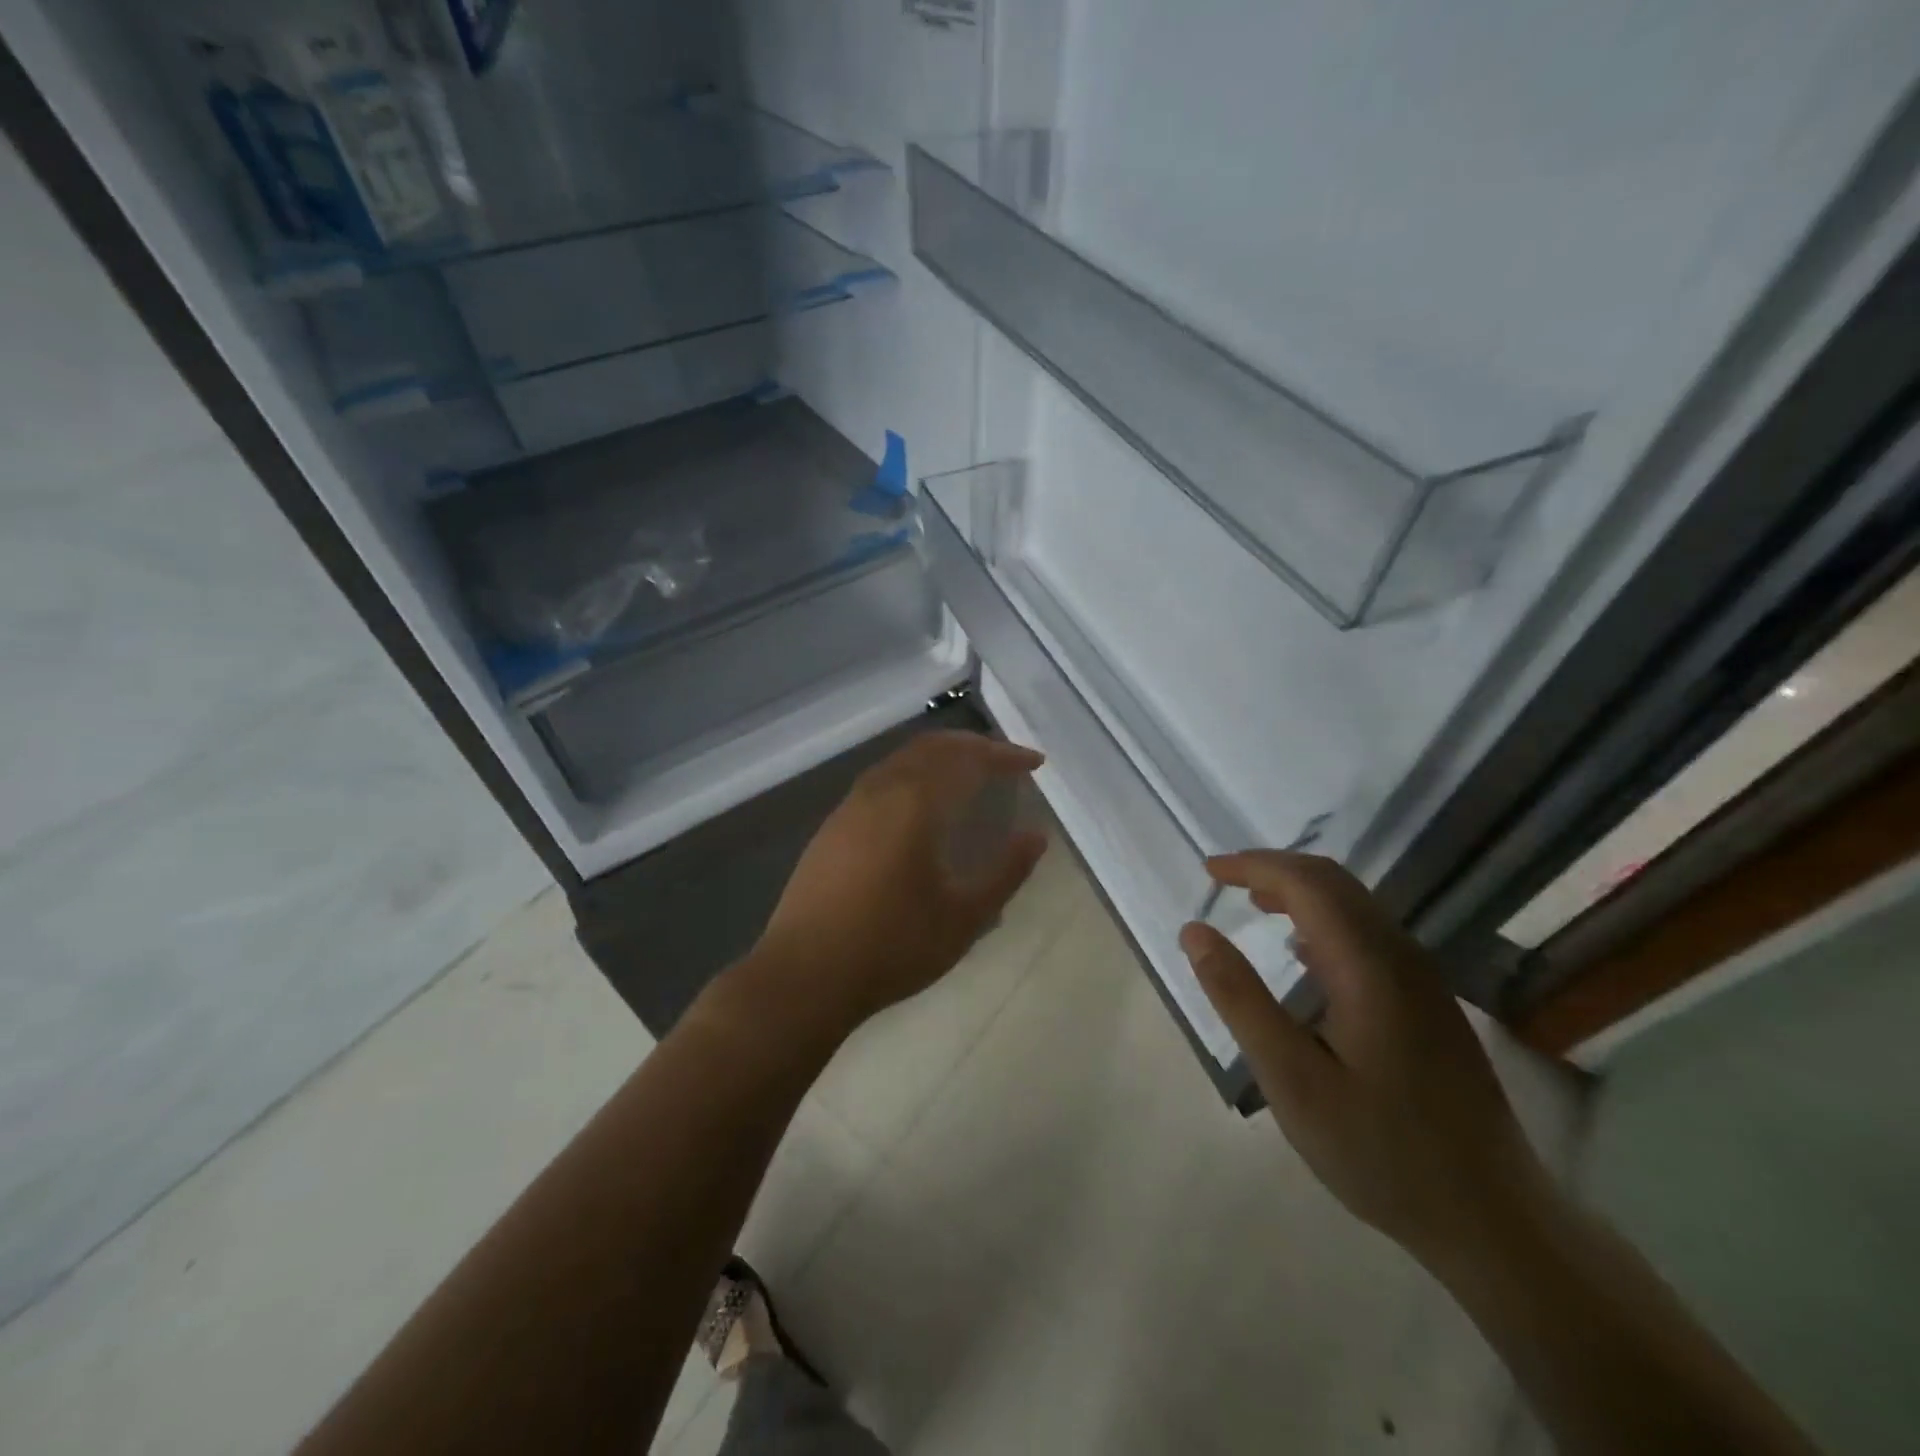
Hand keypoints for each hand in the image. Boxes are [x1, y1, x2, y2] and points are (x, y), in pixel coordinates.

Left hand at [749, 732, 1047, 1038]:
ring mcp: (849, 807)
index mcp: (914, 803)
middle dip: (972, 746)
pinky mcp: (831, 827)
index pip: (967, 759)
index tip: (1034, 763)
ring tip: (968, 778)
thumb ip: (1005, 872)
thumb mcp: (964, 917)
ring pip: (901, 760)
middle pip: (931, 747)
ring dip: (939, 758)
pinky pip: (880, 781)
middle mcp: (879, 791)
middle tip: (1004, 761)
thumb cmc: (892, 946)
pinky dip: (912, 776)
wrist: (805, 975)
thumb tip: (1035, 836)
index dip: (1004, 755)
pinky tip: (920, 808)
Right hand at [1180, 851, 1548, 1274]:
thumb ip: (1240, 998)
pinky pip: (1370, 935)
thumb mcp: (1291, 1079)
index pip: (1307, 883)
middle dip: (1276, 869)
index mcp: (1369, 966)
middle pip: (1335, 883)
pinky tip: (1304, 955)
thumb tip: (1195, 931)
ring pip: (1356, 906)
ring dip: (1301, 892)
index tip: (1209, 869)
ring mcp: (1423, 981)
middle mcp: (1401, 957)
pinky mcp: (1430, 1005)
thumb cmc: (1380, 1150)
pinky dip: (1325, 921)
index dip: (1254, 865)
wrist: (1494, 1220)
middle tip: (1226, 880)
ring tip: (1254, 906)